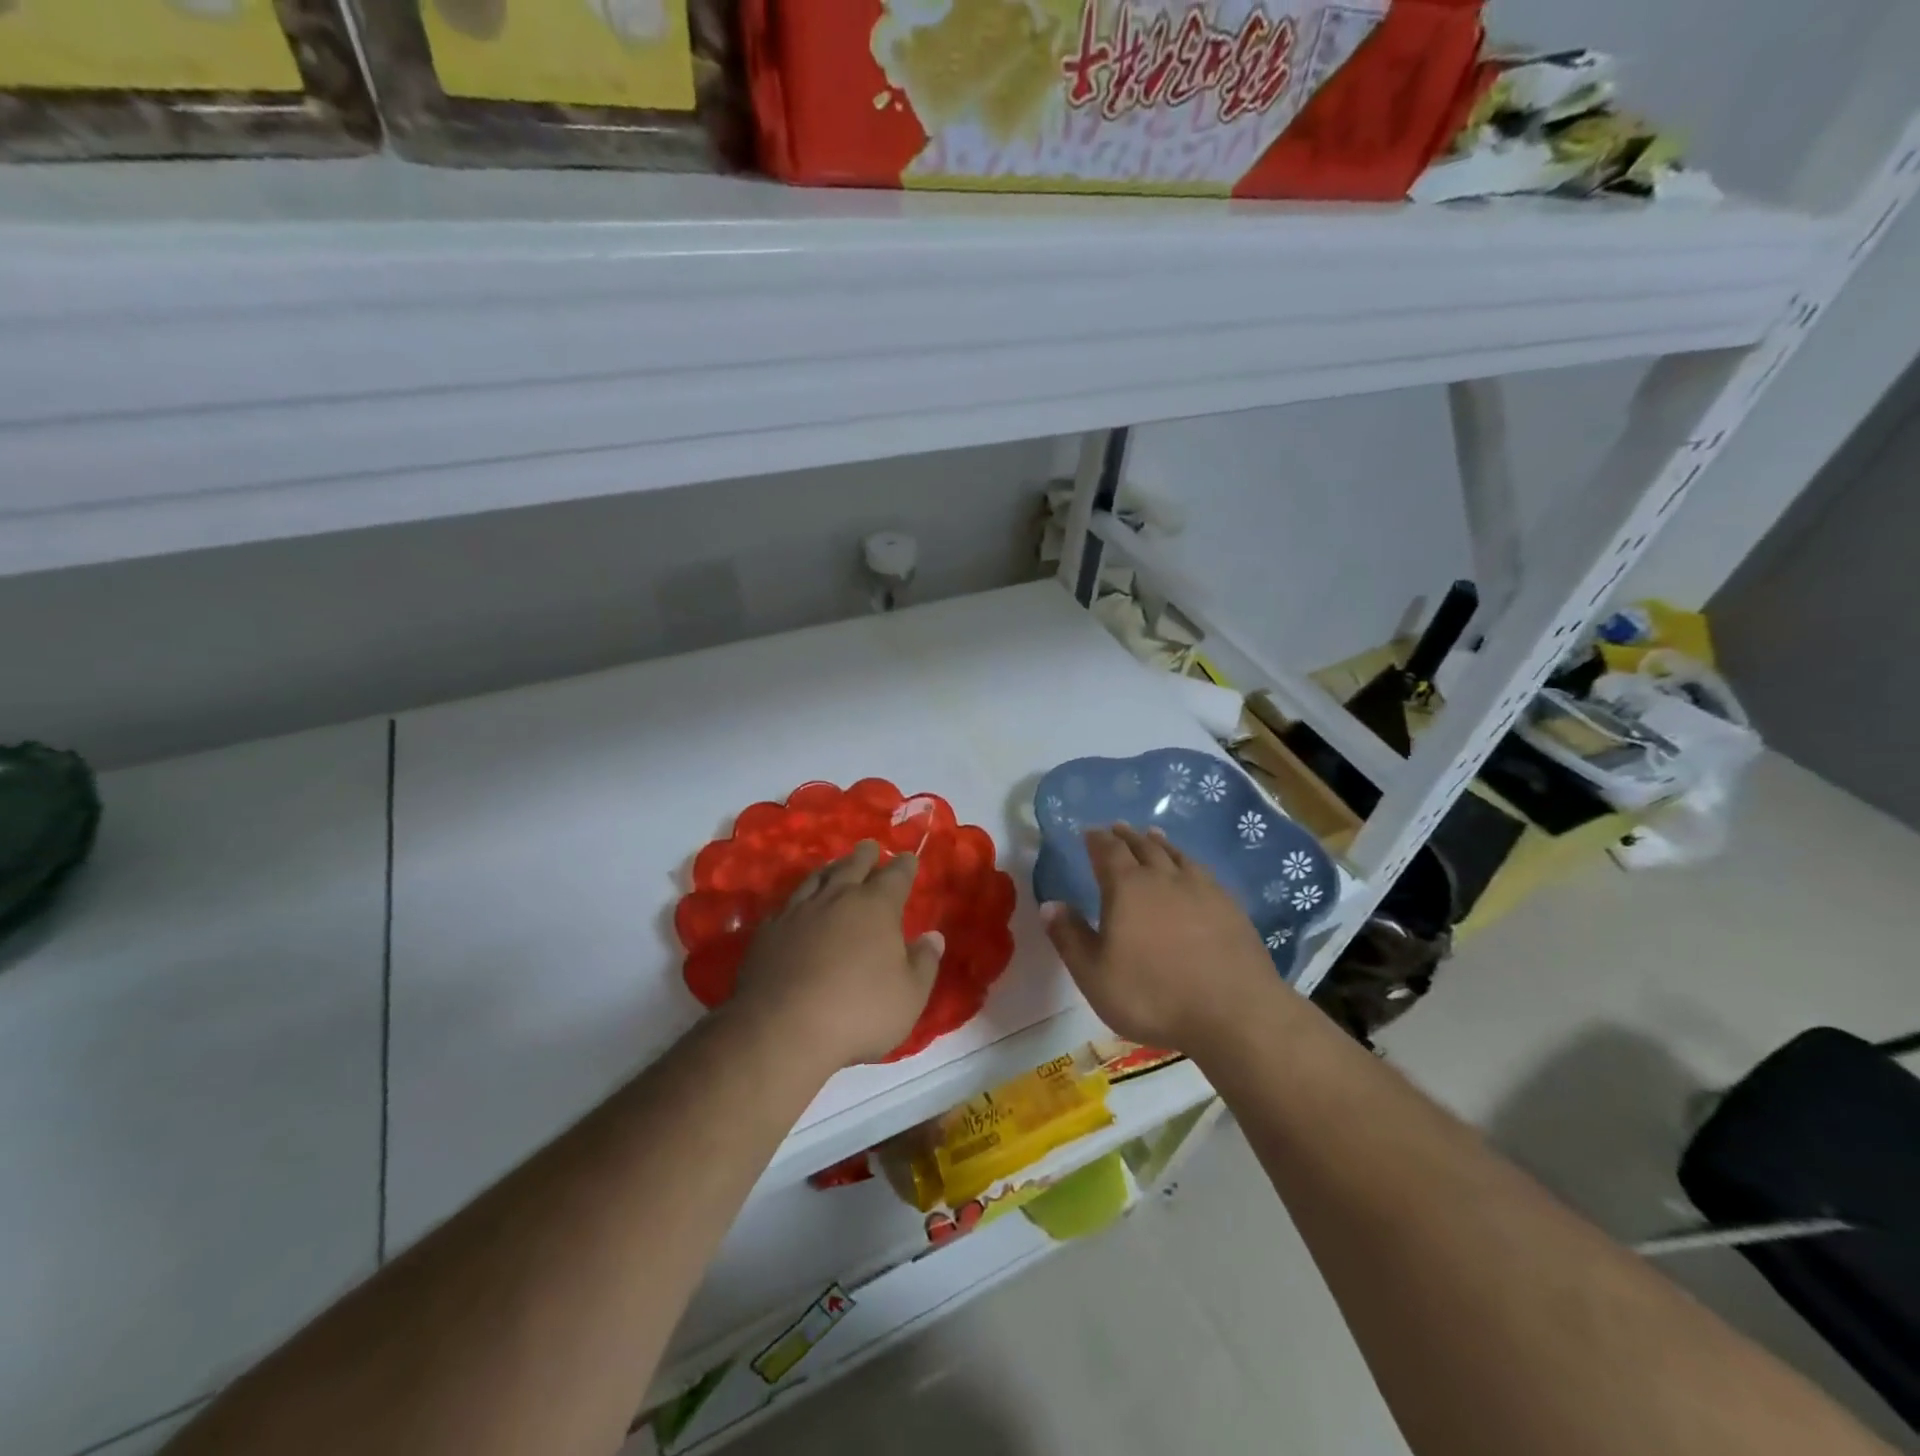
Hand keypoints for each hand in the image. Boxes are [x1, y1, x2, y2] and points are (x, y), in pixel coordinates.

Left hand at [732, 840, 942, 1068]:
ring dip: (831, 869)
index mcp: (876, 907)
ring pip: (818, 879)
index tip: (909, 858)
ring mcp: (798, 912)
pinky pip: (787, 904)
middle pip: (853, 867)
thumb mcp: (910, 995)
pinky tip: (797, 905)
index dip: (905, 866)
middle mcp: (837, 898)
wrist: (783, 1029)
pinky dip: (799, 899)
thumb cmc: (859, 1012)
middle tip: (870, 846)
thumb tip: (933, 936)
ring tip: (835, 865)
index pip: (895, 877)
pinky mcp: (769, 931)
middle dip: (866, 856)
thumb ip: (924, 962)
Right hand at [1042, 825, 1284, 1053]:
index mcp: (1126, 888)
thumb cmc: (1153, 995)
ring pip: (1175, 855)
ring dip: (1159, 843)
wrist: (1234, 1013)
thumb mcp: (1095, 975)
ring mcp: (1201, 889)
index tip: (1090, 832)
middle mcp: (1163, 878)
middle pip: (1142, 847)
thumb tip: (1050, 904)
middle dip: (1126, 836)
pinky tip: (1192, 869)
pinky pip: (1202, 871)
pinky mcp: (1229, 906)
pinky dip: (1188, 862)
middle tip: (1117, 827)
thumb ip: (1070, 938)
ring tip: (1152, 835)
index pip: (1108, 852)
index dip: (1097, 840)